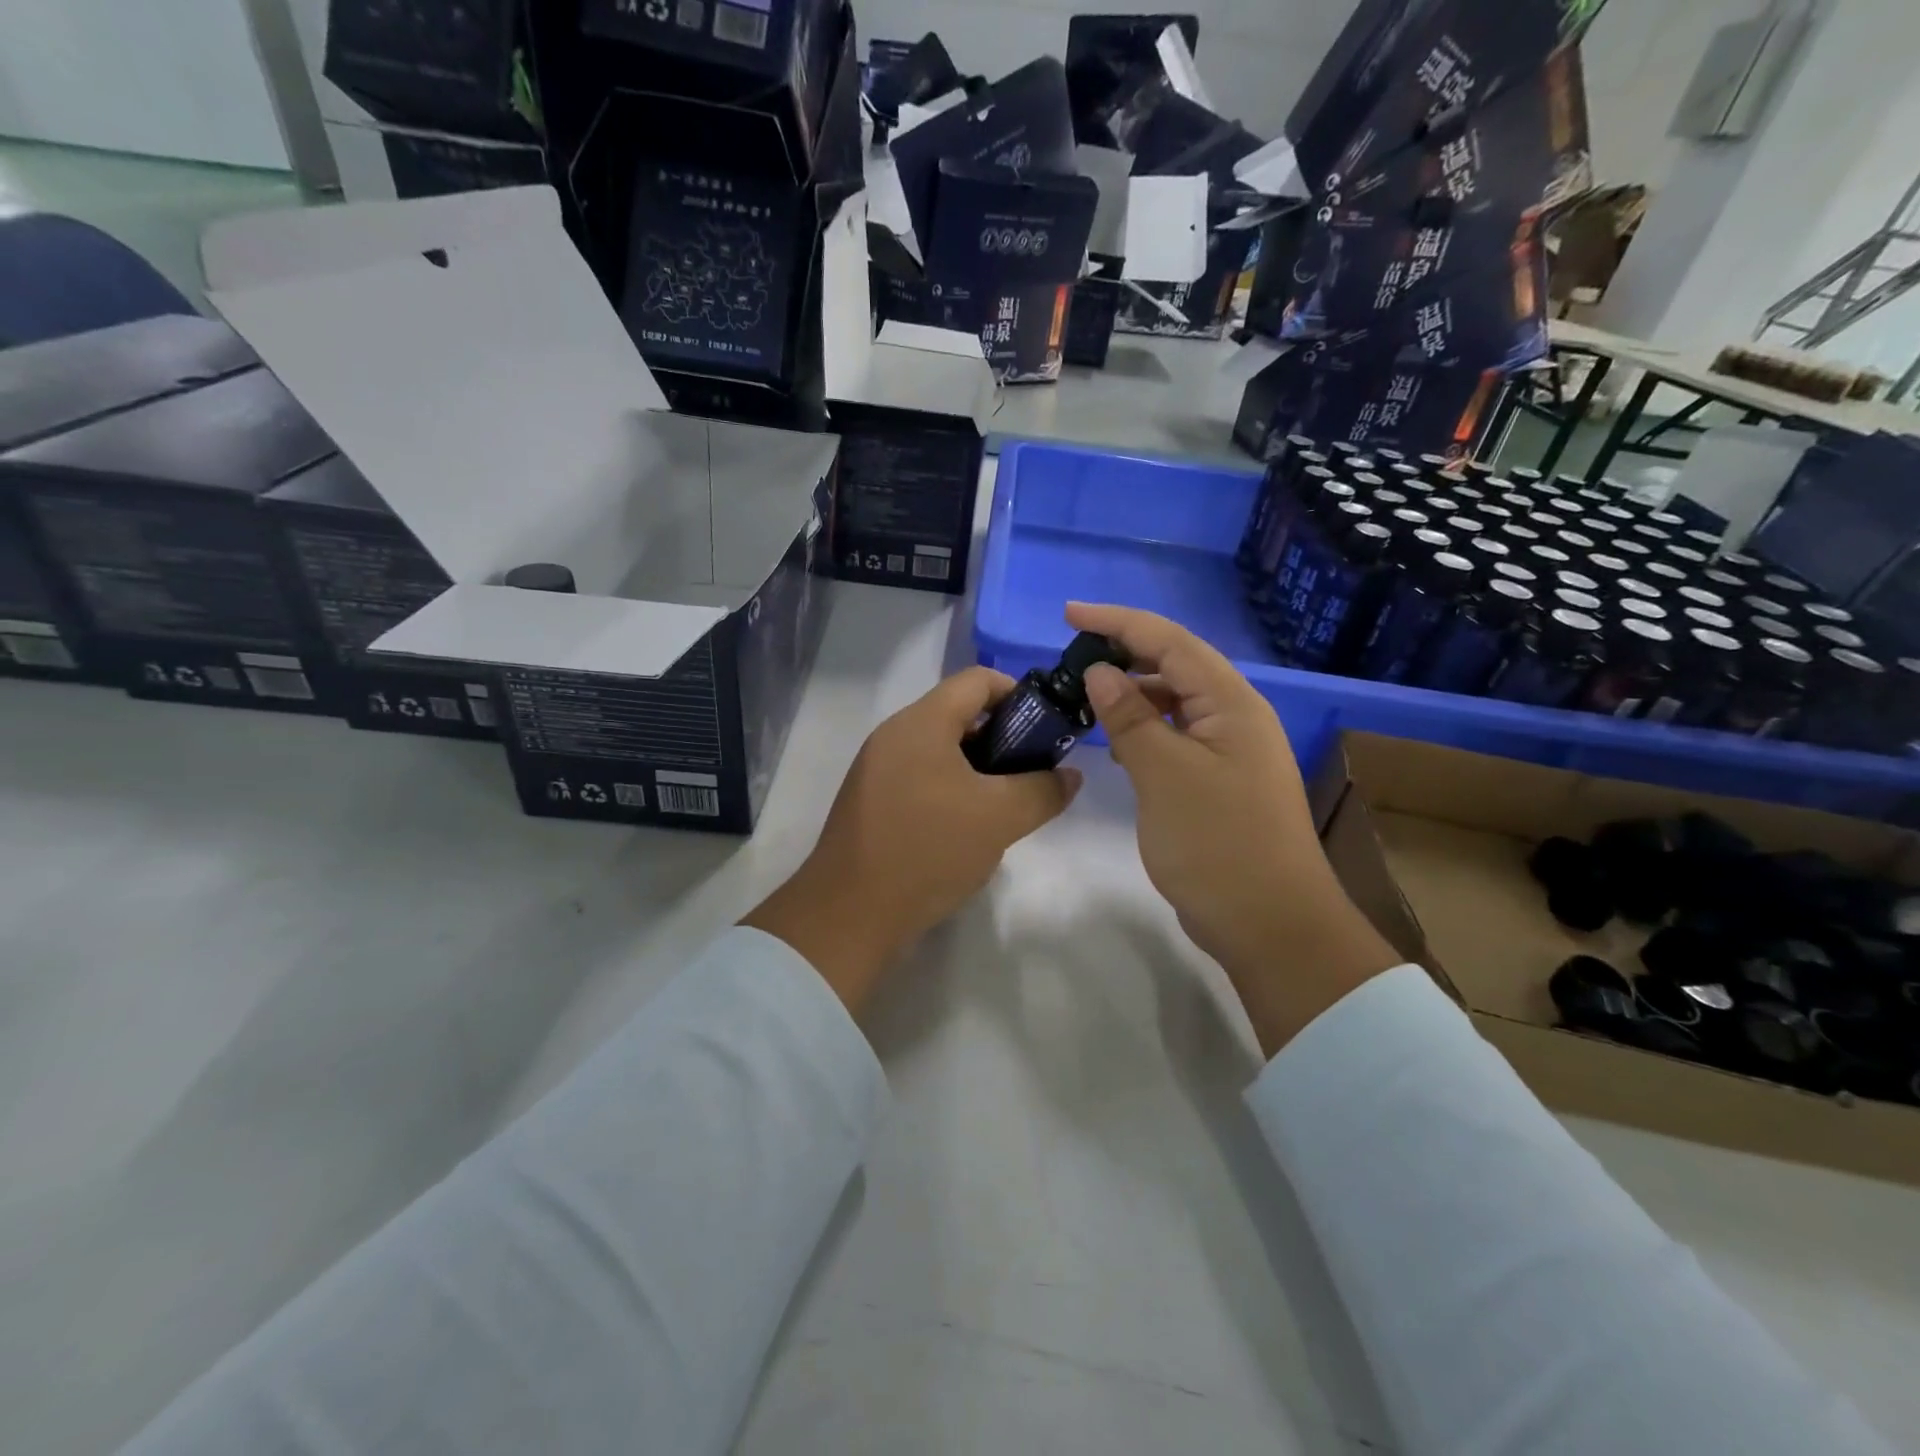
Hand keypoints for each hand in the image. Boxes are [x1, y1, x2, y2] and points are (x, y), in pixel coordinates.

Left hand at [744, 667, 1080, 1014]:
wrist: (850, 914)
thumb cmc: (928, 850)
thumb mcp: (1000, 818)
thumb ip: (1043, 790)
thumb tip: (1069, 776)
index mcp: (921, 722)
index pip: (978, 680)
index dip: (1019, 694)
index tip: (1047, 729)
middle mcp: (893, 735)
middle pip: (958, 714)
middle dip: (1003, 737)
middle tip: (1032, 773)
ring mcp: (876, 769)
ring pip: (940, 750)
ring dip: (978, 768)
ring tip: (1005, 804)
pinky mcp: (870, 802)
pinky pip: (920, 778)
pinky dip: (951, 789)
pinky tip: (968, 827)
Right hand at [1066, 603, 1398, 1054]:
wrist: (1270, 923)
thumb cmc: (1217, 842)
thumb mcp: (1164, 774)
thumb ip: (1130, 717)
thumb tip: (1101, 671)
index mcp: (1230, 703)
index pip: (1169, 642)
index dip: (1118, 622)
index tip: (1068, 614)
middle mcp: (1234, 716)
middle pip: (1175, 665)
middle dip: (1124, 653)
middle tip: (1070, 658)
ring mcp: (1229, 751)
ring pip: (1174, 703)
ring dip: (1132, 693)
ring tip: (1085, 697)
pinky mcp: (1218, 782)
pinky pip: (1175, 737)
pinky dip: (1143, 729)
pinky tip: (1115, 740)